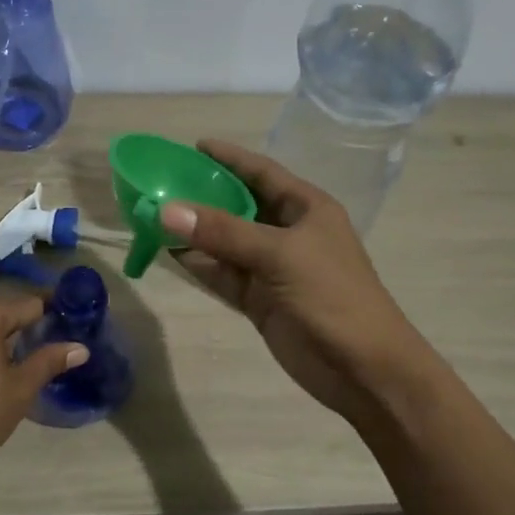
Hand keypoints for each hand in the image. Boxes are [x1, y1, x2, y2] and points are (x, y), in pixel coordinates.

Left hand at [0, 296, 85, 486]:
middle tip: (52, 355)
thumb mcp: (18, 390)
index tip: (73, 331)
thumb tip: (80, 347)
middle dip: (28, 331)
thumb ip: (49, 362)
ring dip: (3, 342)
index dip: (54, 318)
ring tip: (26, 367)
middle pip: (5, 313)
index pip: (31, 305)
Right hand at [165, 141, 422, 428]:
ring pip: (225, 243)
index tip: (194, 146)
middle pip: (239, 206)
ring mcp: (272, 268)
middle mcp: (288, 233)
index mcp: (307, 209)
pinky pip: (222, 274)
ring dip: (194, 232)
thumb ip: (223, 232)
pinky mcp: (259, 300)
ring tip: (153, 216)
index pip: (262, 173)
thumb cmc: (332, 297)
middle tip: (161, 183)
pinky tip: (167, 253)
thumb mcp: (279, 255)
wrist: (362, 368)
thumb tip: (166, 209)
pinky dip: (197, 266)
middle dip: (203, 195)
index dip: (230, 158)